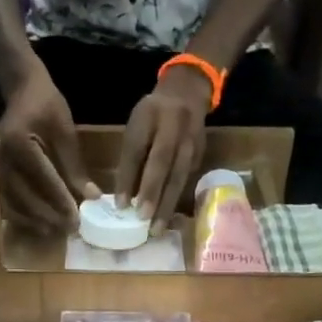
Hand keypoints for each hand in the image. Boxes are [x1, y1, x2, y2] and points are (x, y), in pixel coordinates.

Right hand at [0, 65, 97, 232]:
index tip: (77, 218)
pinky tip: (35, 222)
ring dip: (32, 219)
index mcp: (19, 143)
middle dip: (47, 215)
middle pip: (24, 195)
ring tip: (52, 231)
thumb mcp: (65, 131)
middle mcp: (1, 157)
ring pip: (11, 202)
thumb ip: (75, 166)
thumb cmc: (46, 103)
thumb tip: (92, 196)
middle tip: (68, 229)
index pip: (43, 179)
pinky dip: (19, 214)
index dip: (61, 201)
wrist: (21, 88)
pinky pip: (4, 198)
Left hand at [114, 67, 208, 234]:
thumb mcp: (136, 126)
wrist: (187, 93)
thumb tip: (124, 196)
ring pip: (179, 174)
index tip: (120, 205)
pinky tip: (169, 218)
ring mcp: (191, 139)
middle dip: (152, 192)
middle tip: (142, 219)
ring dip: (168, 203)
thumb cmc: (152, 116)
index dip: (128, 178)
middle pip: (162, 162)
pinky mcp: (201, 153)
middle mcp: (173, 125)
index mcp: (149, 115)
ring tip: (157, 228)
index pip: (136, 149)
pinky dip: (177, 199)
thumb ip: (131, 156)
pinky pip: (187, 179)